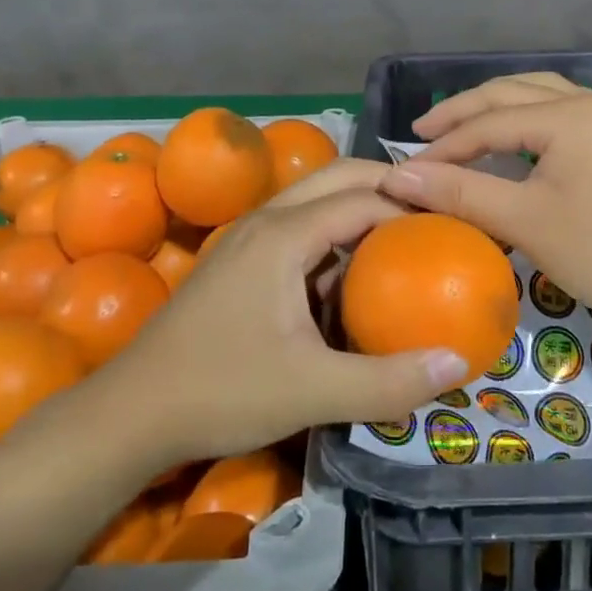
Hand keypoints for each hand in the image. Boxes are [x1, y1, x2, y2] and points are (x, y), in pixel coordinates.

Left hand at [101, 165, 471, 464]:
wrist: (131, 412)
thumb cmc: (221, 391)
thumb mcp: (312, 391)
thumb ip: (388, 381)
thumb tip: (460, 362)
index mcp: (283, 234)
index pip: (362, 198)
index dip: (410, 206)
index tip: (452, 226)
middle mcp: (266, 220)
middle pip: (338, 177)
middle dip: (387, 186)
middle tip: (433, 213)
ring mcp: (247, 237)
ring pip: (314, 199)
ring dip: (358, 206)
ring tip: (403, 234)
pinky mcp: (238, 260)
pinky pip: (297, 226)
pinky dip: (333, 233)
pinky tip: (351, 272)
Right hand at [377, 73, 591, 339]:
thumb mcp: (527, 222)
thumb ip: (461, 193)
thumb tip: (398, 176)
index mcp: (568, 115)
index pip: (488, 122)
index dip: (443, 146)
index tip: (404, 170)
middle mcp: (587, 102)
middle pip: (509, 94)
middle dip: (462, 112)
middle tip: (420, 134)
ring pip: (534, 95)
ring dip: (491, 108)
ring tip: (455, 127)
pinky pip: (554, 111)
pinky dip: (520, 118)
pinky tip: (505, 137)